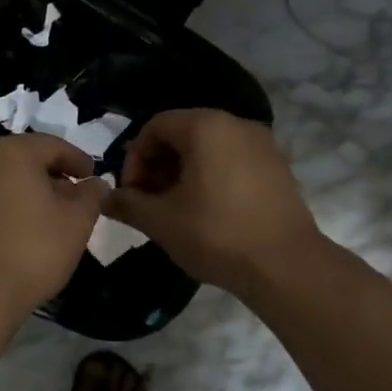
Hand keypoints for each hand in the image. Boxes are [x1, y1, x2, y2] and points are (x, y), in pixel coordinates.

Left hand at [0, 134, 106, 318]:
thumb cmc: (32, 252)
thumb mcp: (76, 224)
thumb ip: (91, 197)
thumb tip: (95, 184)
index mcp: (11, 153)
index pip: (53, 146)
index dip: (78, 161)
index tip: (92, 178)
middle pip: (23, 161)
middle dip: (50, 177)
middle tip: (71, 201)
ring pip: (0, 182)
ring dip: (24, 194)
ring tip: (44, 220)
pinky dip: (2, 210)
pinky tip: (15, 235)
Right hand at [108, 109, 324, 296]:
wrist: (285, 265)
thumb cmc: (215, 234)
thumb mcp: (160, 221)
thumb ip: (128, 204)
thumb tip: (106, 199)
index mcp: (206, 127)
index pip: (155, 126)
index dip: (134, 158)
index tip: (131, 193)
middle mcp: (236, 125)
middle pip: (183, 134)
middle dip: (157, 166)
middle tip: (147, 203)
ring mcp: (262, 145)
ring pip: (208, 149)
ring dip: (182, 174)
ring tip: (173, 211)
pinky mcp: (277, 168)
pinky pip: (231, 162)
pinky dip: (210, 179)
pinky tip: (204, 214)